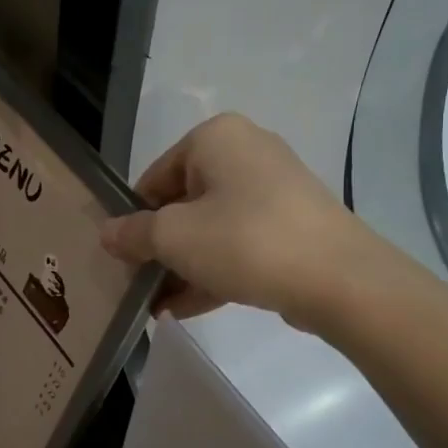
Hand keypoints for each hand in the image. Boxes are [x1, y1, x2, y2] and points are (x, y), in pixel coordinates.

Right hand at [99, 113, 379, 330]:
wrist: (340, 279)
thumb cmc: (245, 241)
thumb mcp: (174, 238)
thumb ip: (133, 234)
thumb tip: (107, 233)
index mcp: (216, 138)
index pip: (154, 177)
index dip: (133, 219)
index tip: (121, 258)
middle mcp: (246, 153)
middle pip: (184, 203)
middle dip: (159, 249)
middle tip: (137, 284)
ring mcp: (274, 191)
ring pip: (212, 228)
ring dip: (182, 267)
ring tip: (155, 306)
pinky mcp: (292, 226)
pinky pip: (240, 245)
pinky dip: (212, 272)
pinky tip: (184, 309)